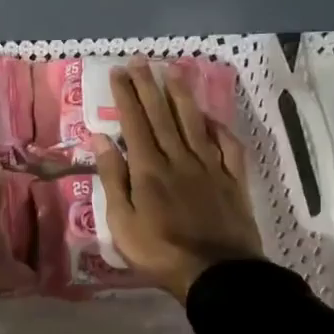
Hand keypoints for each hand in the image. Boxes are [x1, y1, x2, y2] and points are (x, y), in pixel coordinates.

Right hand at [91, 58, 262, 302]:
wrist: (217, 274)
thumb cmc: (160, 252)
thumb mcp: (122, 222)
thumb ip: (113, 178)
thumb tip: (101, 139)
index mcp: (149, 169)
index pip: (134, 122)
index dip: (126, 95)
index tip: (119, 70)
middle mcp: (179, 158)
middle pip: (162, 115)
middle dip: (149, 85)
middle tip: (141, 60)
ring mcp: (210, 167)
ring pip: (194, 122)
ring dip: (182, 95)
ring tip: (174, 71)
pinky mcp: (233, 180)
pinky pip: (227, 146)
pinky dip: (218, 127)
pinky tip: (211, 117)